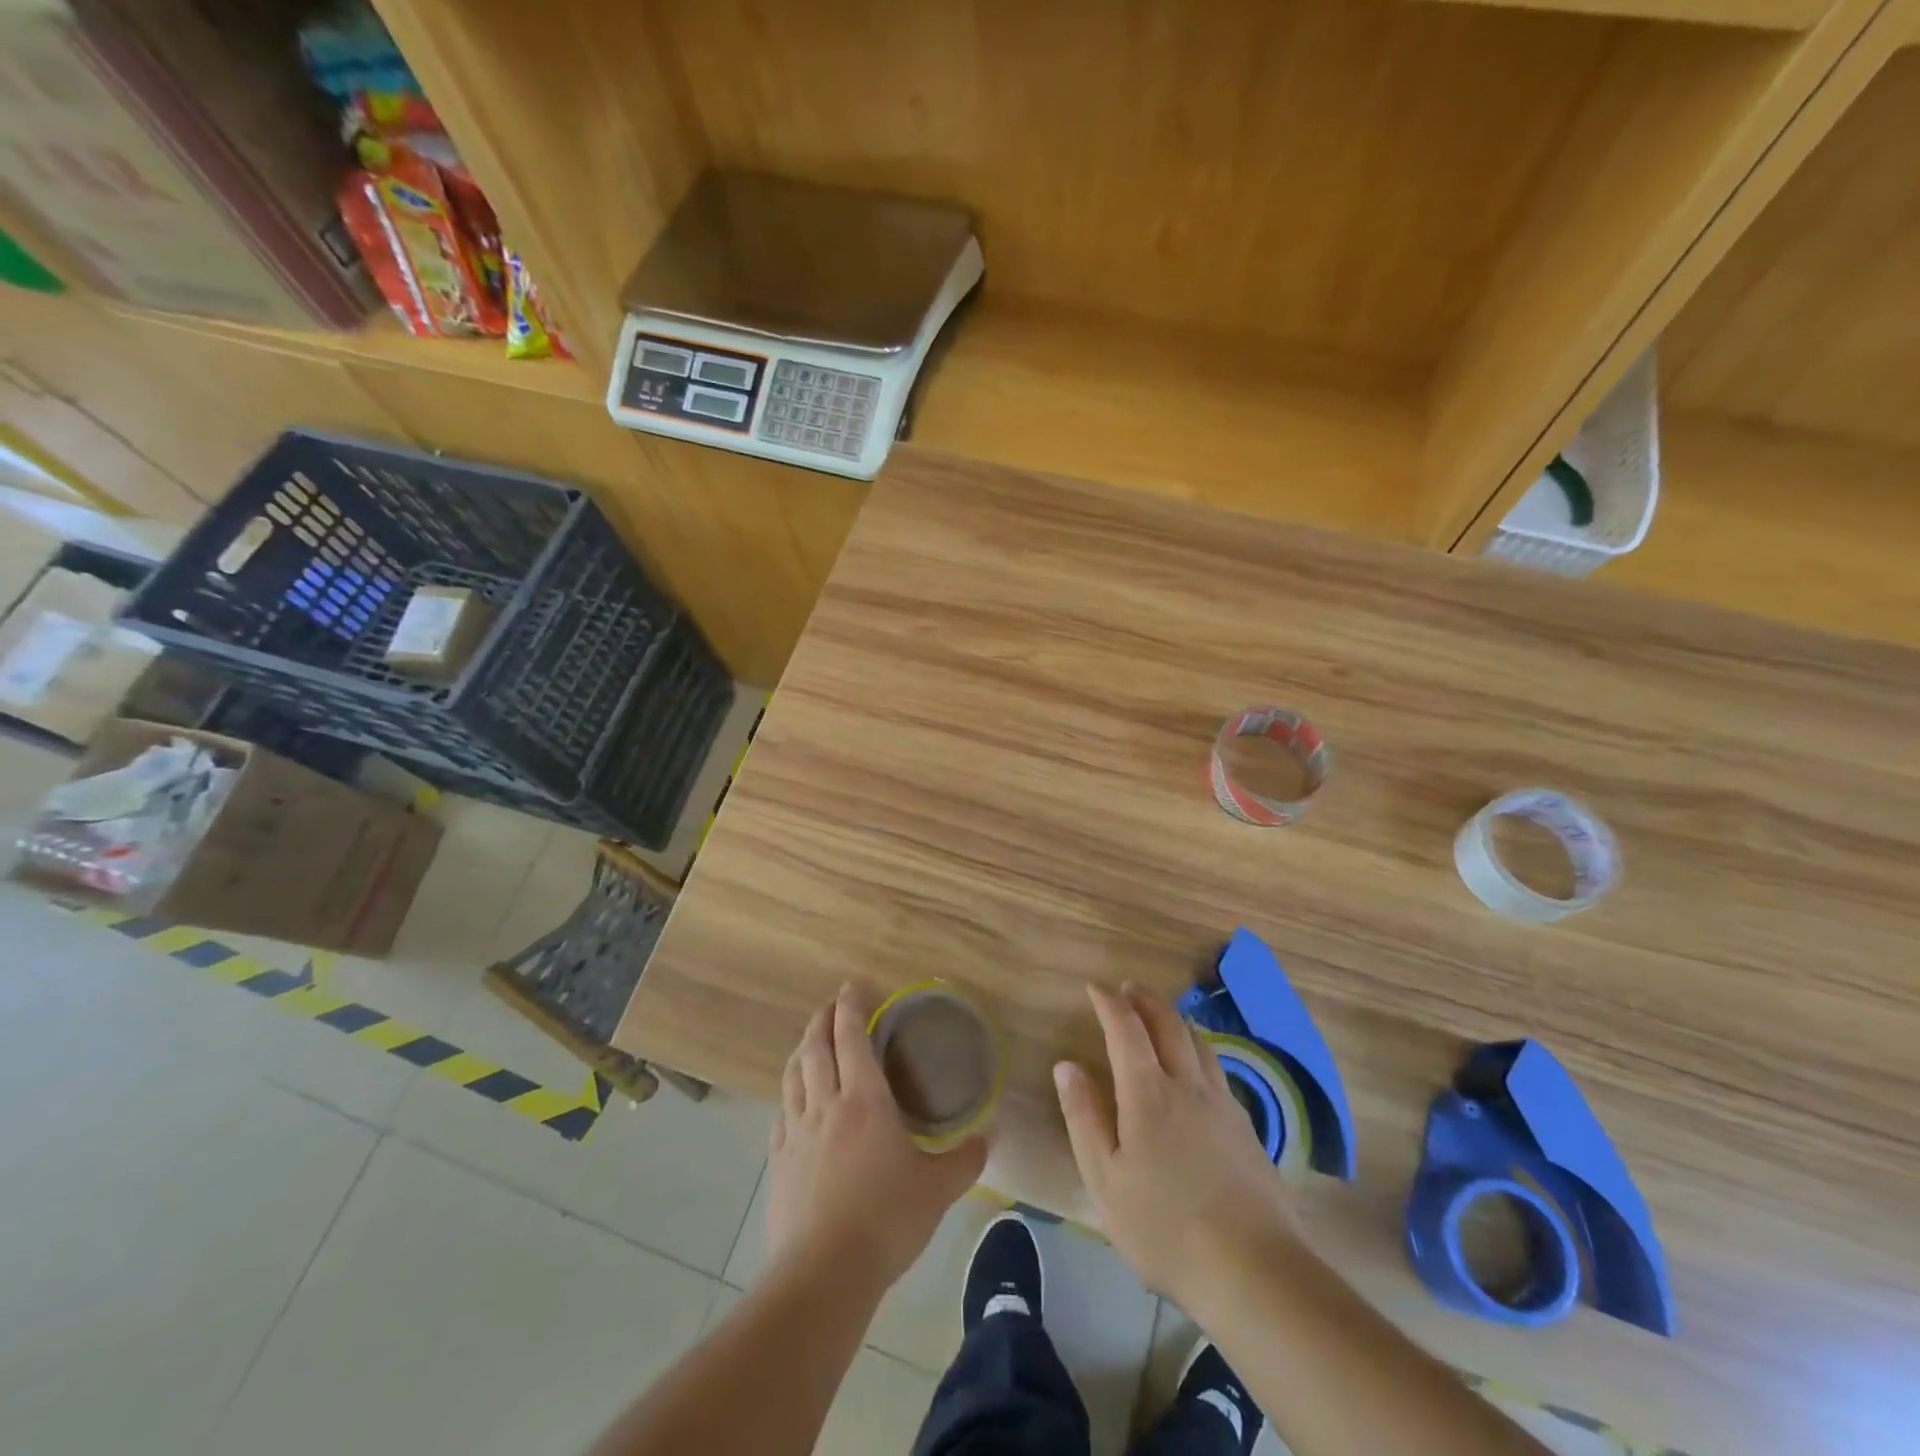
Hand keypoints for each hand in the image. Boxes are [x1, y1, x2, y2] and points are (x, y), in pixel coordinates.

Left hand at [765, 985, 987, 1288]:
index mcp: (864, 1099)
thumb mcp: (937, 1189)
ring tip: (808, 1045)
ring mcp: (796, 1133)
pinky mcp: (778, 1164)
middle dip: (821, 1021)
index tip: (852, 986)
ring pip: (792, 1077)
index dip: (851, 1007)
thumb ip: (964, 1160)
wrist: (824, 1273)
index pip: (852, 1037)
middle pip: (814, 1048)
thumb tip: (988, 1138)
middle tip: (829, 1007)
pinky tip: (793, 1106)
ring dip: (800, 1053)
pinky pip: (781, 1116)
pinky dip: (788, 1098)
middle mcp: (826, 1105)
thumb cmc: (887, 1218)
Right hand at [1054, 983, 1300, 1308]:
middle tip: (1129, 988)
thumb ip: (1084, 1117)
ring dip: (1176, 1020)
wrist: (1253, 1270)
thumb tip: (1066, 1066)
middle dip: (1145, 1001)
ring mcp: (1223, 1106)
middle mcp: (1188, 1086)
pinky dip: (1199, 1051)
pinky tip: (1198, 1070)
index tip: (1095, 987)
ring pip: (1200, 1043)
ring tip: (1162, 1018)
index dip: (1109, 1003)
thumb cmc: (1164, 1226)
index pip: (1126, 1029)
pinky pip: (1218, 1071)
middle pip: (1169, 1025)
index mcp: (1148, 1093)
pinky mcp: (1247, 1130)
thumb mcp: (1105, 1179)